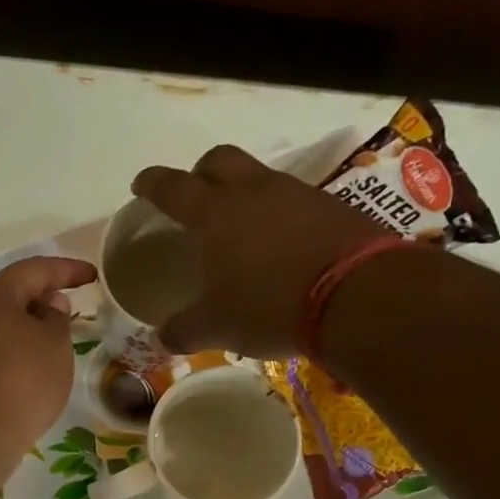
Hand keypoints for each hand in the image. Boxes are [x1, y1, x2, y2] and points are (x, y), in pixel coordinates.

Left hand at [0, 256, 95, 454]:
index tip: (92, 276)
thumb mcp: (55, 345)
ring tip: (54, 341)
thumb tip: (49, 305)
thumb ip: (57, 319)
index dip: (67, 269)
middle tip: (70, 306)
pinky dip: (14, 352)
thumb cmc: (22, 381)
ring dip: (27, 327)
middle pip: (11, 295)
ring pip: (0, 325)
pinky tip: (31, 370)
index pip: (35, 269)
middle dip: (42, 297)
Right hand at [132, 144, 387, 356]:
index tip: (141, 184)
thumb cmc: (269, 306)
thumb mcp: (216, 327)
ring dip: (244, 193)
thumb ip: (183, 330)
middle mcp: (254, 192)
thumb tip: (163, 337)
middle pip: (219, 160)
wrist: (358, 296)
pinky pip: (295, 202)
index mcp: (216, 214)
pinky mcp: (333, 208)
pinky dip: (279, 216)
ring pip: (260, 178)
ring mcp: (298, 195)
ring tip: (240, 227)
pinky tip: (281, 246)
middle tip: (194, 195)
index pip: (174, 188)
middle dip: (201, 172)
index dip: (153, 184)